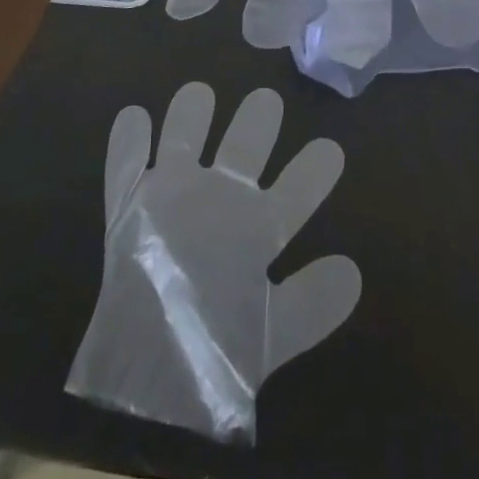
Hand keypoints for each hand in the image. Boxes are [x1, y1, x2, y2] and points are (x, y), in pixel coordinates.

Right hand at [65, 82, 360, 442]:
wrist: (149, 383)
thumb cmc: (218, 355)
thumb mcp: (273, 334)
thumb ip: (311, 305)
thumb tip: (352, 272)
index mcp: (257, 228)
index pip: (293, 192)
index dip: (312, 172)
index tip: (331, 150)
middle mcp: (220, 200)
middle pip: (241, 148)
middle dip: (254, 124)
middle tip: (266, 102)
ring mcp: (173, 196)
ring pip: (182, 139)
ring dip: (188, 118)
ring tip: (200, 95)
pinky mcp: (129, 206)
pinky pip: (126, 165)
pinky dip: (127, 143)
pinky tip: (135, 118)